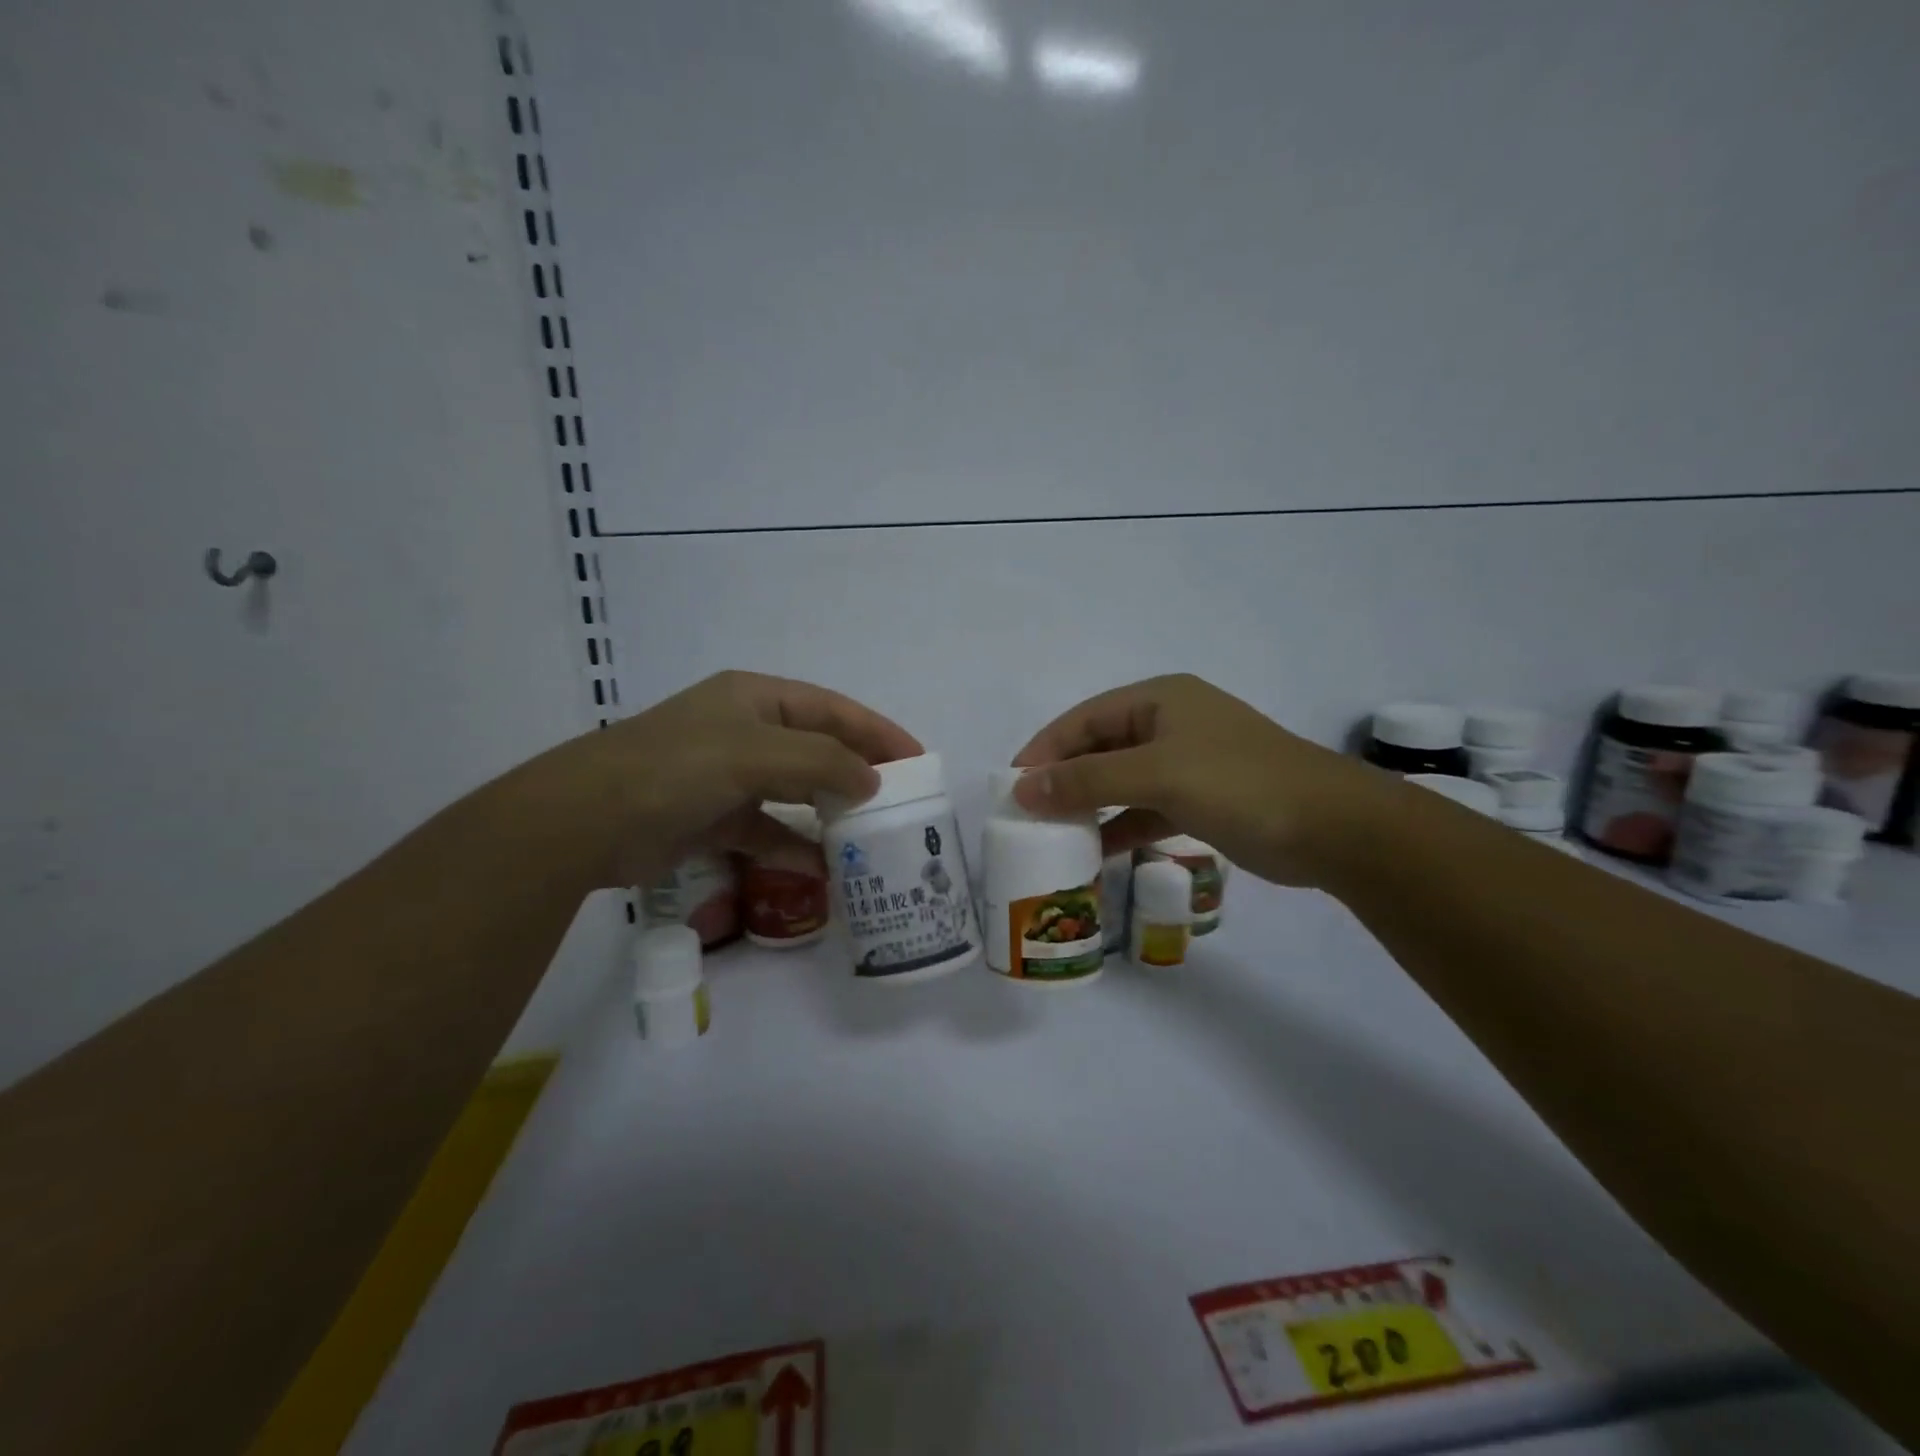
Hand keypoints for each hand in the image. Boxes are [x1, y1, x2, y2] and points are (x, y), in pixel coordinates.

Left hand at [519, 671, 921, 889]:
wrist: (585, 822)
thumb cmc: (676, 768)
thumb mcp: (755, 753)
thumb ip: (821, 762)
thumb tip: (871, 781)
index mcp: (755, 699)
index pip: (831, 709)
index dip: (876, 730)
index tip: (916, 758)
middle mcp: (744, 731)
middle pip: (816, 748)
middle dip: (857, 771)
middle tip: (900, 799)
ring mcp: (728, 776)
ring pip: (794, 791)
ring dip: (828, 811)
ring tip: (869, 834)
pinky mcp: (714, 818)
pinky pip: (767, 830)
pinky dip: (792, 847)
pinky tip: (819, 868)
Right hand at [1012, 674, 1393, 886]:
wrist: (1331, 828)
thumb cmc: (1238, 783)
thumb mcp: (1156, 775)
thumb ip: (1086, 781)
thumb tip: (1022, 789)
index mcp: (1159, 699)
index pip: (1084, 718)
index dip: (1044, 749)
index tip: (1011, 786)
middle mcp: (1169, 724)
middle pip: (1099, 748)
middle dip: (1063, 778)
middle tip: (1026, 813)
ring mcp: (1186, 763)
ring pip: (1120, 781)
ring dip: (1089, 805)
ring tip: (1051, 834)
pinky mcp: (1200, 799)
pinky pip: (1145, 808)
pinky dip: (1120, 826)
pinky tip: (1096, 852)